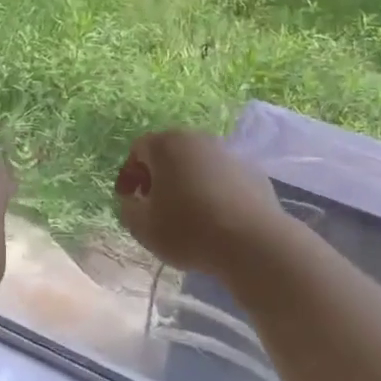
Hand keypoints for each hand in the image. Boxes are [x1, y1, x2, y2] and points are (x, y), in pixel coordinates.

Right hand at [114, 130, 291, 276]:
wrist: (252, 241)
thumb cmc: (188, 230)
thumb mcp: (143, 227)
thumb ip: (128, 208)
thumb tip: (133, 200)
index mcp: (167, 145)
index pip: (138, 150)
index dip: (129, 174)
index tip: (128, 200)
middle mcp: (197, 139)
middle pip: (169, 152)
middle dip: (157, 175)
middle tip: (153, 204)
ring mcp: (227, 152)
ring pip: (197, 162)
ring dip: (186, 181)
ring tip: (185, 212)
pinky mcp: (251, 170)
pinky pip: (221, 176)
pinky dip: (212, 189)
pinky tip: (214, 216)